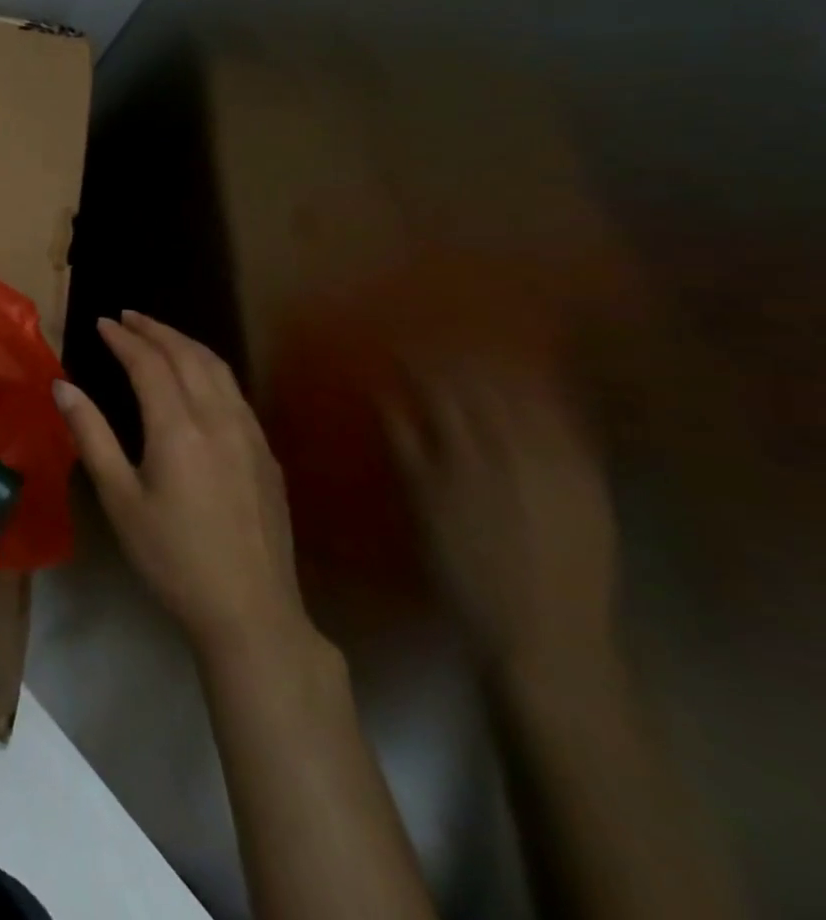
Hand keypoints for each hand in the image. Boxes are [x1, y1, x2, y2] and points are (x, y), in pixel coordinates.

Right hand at [55, 312, 310, 663]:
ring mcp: (250, 435)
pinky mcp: (266, 454)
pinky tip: (197, 379)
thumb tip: (62, 386)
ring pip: (218, 369)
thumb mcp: (119, 498)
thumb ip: (91, 435)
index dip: (123, 339)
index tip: (101, 323)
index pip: (148, 363)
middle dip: (156, 330)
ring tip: (159, 335)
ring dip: (185, 343)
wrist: (251, 612)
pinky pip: (235, 392)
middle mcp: (219, 419)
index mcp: (178, 428)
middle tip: (128, 317)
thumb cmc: (172, 557)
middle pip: (188, 355)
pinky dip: (209, 368)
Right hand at [387, 366, 617, 676]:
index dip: (418, 364)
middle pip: (479, 389)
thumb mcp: (424, 512)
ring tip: (485, 354)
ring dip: (502, 372)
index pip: (434, 393)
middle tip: (440, 342)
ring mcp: (553, 466)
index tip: (400, 345)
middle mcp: (507, 453)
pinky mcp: (589, 482)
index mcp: (459, 461)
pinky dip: (547, 400)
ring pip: (523, 399)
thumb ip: (408, 451)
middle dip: (458, 360)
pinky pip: (566, 425)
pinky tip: (536, 387)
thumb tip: (387, 400)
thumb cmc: (466, 575)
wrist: (546, 634)